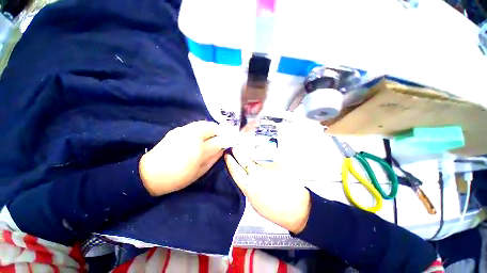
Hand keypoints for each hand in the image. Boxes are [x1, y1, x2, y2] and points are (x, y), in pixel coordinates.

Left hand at [139, 121, 225, 195]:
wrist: (150, 173)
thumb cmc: (178, 178)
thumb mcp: (200, 172)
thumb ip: (214, 158)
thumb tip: (223, 149)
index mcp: (199, 150)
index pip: (219, 141)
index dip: (227, 140)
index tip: (231, 141)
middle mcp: (193, 136)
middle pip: (213, 128)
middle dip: (221, 132)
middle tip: (223, 137)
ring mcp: (184, 130)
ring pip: (205, 123)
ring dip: (213, 128)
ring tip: (214, 135)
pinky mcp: (178, 129)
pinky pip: (196, 124)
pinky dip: (204, 127)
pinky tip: (203, 134)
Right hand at [225, 146, 310, 233]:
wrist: (297, 207)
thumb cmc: (274, 210)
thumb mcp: (254, 202)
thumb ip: (247, 186)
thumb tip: (243, 176)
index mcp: (249, 187)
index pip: (235, 170)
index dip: (230, 161)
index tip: (227, 156)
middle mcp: (257, 174)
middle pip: (244, 158)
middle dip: (237, 151)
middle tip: (234, 148)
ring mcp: (268, 167)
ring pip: (255, 158)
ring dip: (252, 157)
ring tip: (254, 161)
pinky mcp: (278, 163)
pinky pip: (267, 160)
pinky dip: (264, 161)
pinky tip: (267, 166)